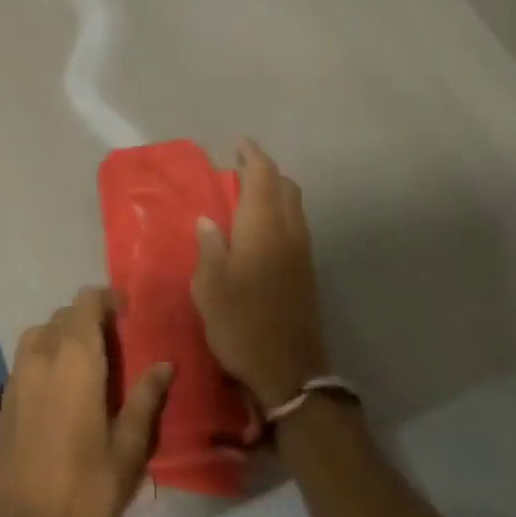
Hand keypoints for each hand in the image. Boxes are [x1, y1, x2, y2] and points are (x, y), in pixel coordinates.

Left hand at [0, 288, 171, 516]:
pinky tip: (63, 401)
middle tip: (117, 350)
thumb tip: (164, 365)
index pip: (86, 301)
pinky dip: (46, 365)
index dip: (108, 301)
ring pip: (40, 336)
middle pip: (63, 316)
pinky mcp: (1, 405)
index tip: (130, 319)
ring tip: (90, 372)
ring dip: (64, 340)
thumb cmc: (85, 495)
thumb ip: (145, 399)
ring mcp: (15, 380)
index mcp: (73, 358)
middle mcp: (39, 357)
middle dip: (90, 322)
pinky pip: (26, 365)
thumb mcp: (128, 450)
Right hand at [192, 139, 331, 409]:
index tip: (239, 144)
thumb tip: (209, 221)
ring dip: (275, 192)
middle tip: (240, 169)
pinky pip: (295, 225)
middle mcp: (288, 231)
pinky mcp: (307, 272)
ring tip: (248, 196)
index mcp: (263, 226)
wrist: (289, 371)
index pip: (263, 176)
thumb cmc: (241, 323)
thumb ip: (210, 247)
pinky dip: (280, 213)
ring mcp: (302, 252)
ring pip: (294, 206)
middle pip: (285, 187)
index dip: (252, 156)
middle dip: (266, 172)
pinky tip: (260, 230)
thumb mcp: (210, 286)